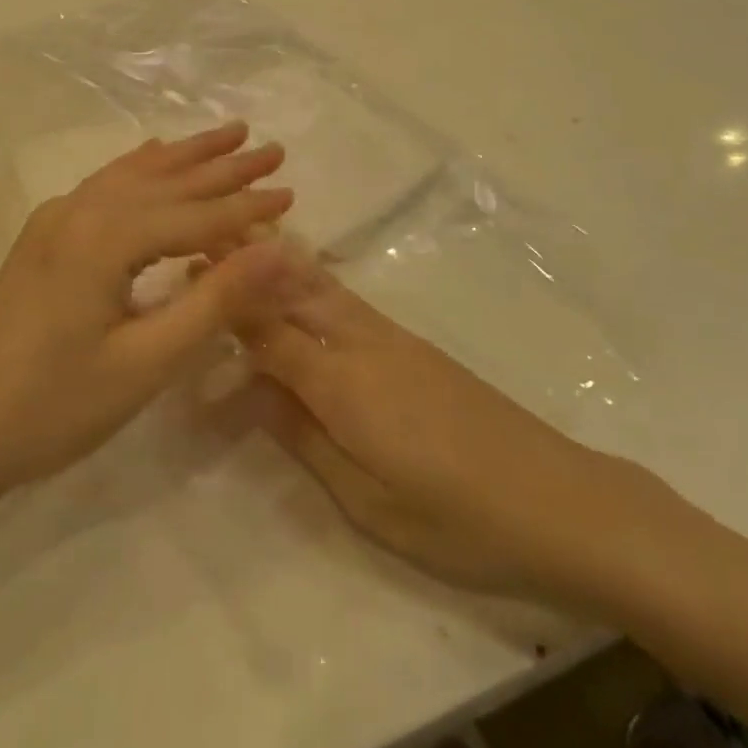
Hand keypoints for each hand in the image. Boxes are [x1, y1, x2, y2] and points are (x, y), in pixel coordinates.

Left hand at [0, 122, 294, 498]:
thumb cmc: (57, 406)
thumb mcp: (148, 361)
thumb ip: (216, 300)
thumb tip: (280, 250)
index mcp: (105, 239)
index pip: (195, 215)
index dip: (247, 207)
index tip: (293, 191)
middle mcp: (80, 211)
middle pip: (167, 181)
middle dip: (224, 165)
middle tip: (273, 148)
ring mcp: (56, 218)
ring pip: (134, 174)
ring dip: (185, 156)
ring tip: (229, 134)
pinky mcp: (44, 234)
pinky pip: (105, 185)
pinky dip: (141, 167)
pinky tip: (156, 153)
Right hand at [246, 253, 670, 609]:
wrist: (558, 500)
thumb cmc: (456, 518)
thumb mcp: (367, 498)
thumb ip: (304, 436)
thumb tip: (251, 389)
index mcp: (343, 384)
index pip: (268, 331)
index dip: (227, 301)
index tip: (190, 265)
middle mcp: (363, 345)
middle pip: (294, 291)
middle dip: (249, 260)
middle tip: (208, 229)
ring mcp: (394, 340)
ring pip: (323, 287)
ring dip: (279, 261)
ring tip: (246, 234)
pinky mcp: (416, 347)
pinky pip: (348, 302)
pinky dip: (314, 280)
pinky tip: (305, 279)